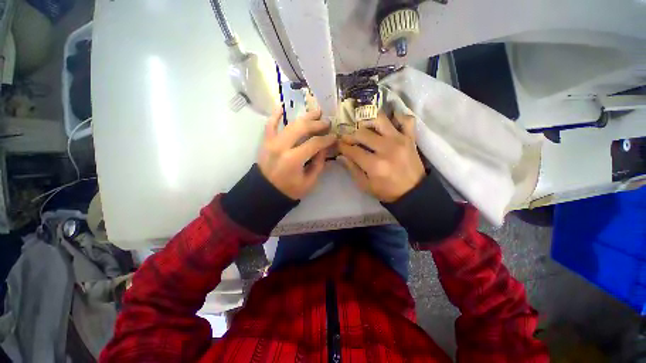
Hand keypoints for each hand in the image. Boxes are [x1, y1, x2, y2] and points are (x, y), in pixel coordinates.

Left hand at [258, 107, 335, 199]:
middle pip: (302, 128)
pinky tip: (282, 106)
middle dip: (317, 124)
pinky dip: (275, 115)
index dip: (326, 139)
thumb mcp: (309, 182)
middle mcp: (282, 146)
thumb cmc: (289, 190)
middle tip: (327, 122)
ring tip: (316, 112)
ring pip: (290, 124)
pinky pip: (269, 125)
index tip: (334, 137)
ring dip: (304, 117)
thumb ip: (318, 164)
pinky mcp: (266, 141)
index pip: (314, 143)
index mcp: (293, 159)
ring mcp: (272, 142)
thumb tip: (324, 148)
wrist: (265, 192)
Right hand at [338, 112, 424, 202]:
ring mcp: (400, 140)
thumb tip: (341, 155)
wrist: (413, 192)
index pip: (353, 150)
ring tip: (365, 128)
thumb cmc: (387, 191)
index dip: (342, 146)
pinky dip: (397, 117)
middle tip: (349, 139)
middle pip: (363, 133)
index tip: (338, 145)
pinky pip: (405, 119)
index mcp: (375, 165)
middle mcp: (387, 149)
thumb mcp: (365, 185)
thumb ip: (352, 169)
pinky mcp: (410, 138)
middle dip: (351, 135)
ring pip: (380, 120)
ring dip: (368, 121)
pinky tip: (388, 123)